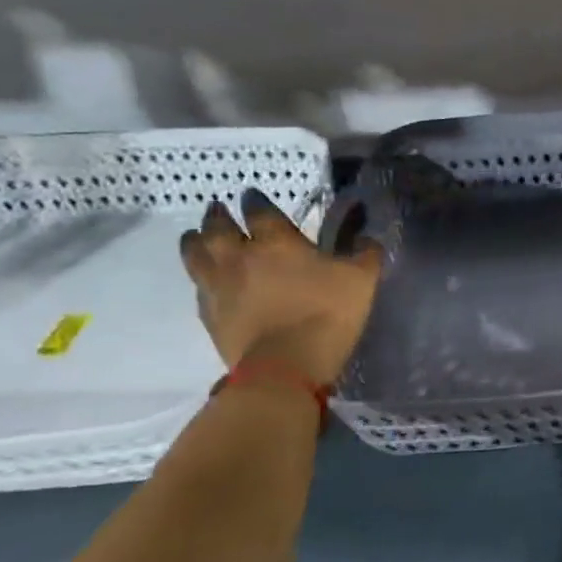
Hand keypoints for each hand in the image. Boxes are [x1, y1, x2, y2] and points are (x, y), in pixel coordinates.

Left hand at [180, 189, 382, 384]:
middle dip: (218, 215)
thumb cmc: (327, 314)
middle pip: (217, 227)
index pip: (259, 211)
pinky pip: (198, 286)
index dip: (255, 201)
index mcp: (277, 241)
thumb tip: (366, 238)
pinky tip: (204, 278)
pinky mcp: (209, 314)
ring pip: (196, 253)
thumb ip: (366, 254)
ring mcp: (219, 285)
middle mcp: (240, 256)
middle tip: (218, 209)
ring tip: (196, 235)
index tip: (252, 195)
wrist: (286, 366)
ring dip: (195, 240)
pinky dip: (200, 276)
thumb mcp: (362, 280)